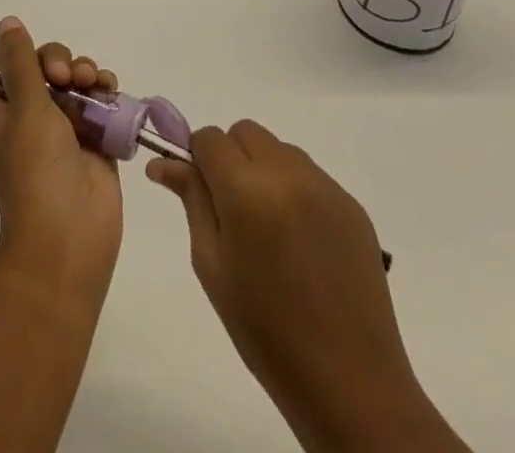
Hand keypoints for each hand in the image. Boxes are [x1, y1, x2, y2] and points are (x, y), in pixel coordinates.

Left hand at [0, 17, 122, 303]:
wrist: (69, 241)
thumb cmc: (36, 172)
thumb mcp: (25, 109)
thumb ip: (21, 63)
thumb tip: (7, 23)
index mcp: (2, 114)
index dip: (15, 53)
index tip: (32, 53)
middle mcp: (30, 119)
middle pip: (42, 69)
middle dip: (59, 60)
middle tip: (67, 75)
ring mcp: (64, 132)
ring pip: (75, 84)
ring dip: (86, 72)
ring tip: (95, 82)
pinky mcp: (95, 144)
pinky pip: (100, 106)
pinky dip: (107, 93)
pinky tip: (112, 91)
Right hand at [147, 122, 464, 452]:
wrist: (350, 382)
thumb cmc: (266, 331)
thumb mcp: (212, 266)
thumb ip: (192, 201)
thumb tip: (163, 162)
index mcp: (247, 191)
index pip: (210, 138)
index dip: (198, 158)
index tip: (200, 190)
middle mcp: (287, 174)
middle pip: (245, 132)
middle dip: (231, 157)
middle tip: (232, 208)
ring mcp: (324, 185)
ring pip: (278, 148)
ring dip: (263, 169)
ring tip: (269, 226)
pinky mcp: (351, 202)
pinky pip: (309, 174)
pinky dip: (294, 189)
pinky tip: (300, 238)